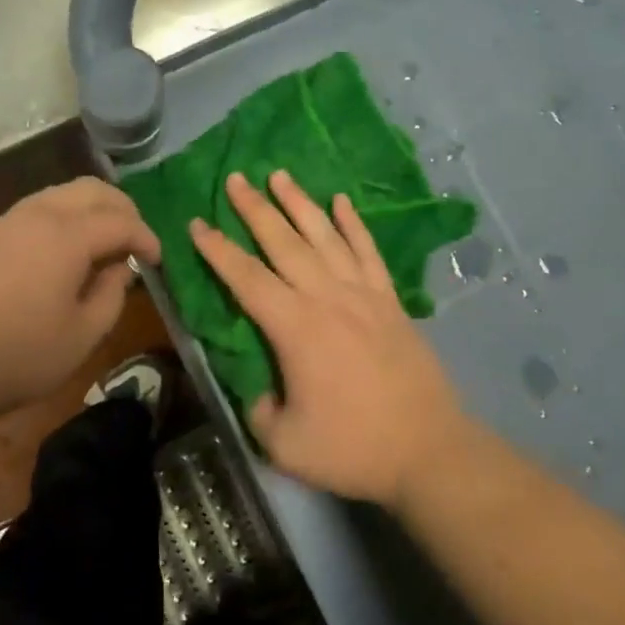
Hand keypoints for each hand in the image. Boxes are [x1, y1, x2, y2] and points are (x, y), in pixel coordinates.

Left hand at [0, 177, 160, 429]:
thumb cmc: (14, 356)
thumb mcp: (81, 337)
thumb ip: (112, 296)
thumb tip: (120, 269)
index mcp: (68, 235)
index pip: (122, 221)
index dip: (148, 238)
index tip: (158, 261)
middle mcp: (40, 214)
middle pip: (94, 190)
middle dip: (123, 210)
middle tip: (135, 243)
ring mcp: (8, 220)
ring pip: (64, 194)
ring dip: (92, 211)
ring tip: (103, 247)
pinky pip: (39, 209)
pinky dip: (65, 218)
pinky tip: (64, 253)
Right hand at [190, 170, 469, 508]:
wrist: (428, 449)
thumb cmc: (352, 447)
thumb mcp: (283, 443)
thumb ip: (259, 408)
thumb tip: (261, 388)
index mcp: (294, 327)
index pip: (246, 278)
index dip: (218, 250)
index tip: (197, 223)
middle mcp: (326, 297)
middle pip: (283, 242)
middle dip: (255, 209)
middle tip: (235, 178)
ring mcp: (363, 294)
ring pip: (324, 236)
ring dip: (299, 203)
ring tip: (279, 175)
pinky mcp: (390, 300)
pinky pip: (368, 251)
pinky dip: (354, 223)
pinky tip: (342, 201)